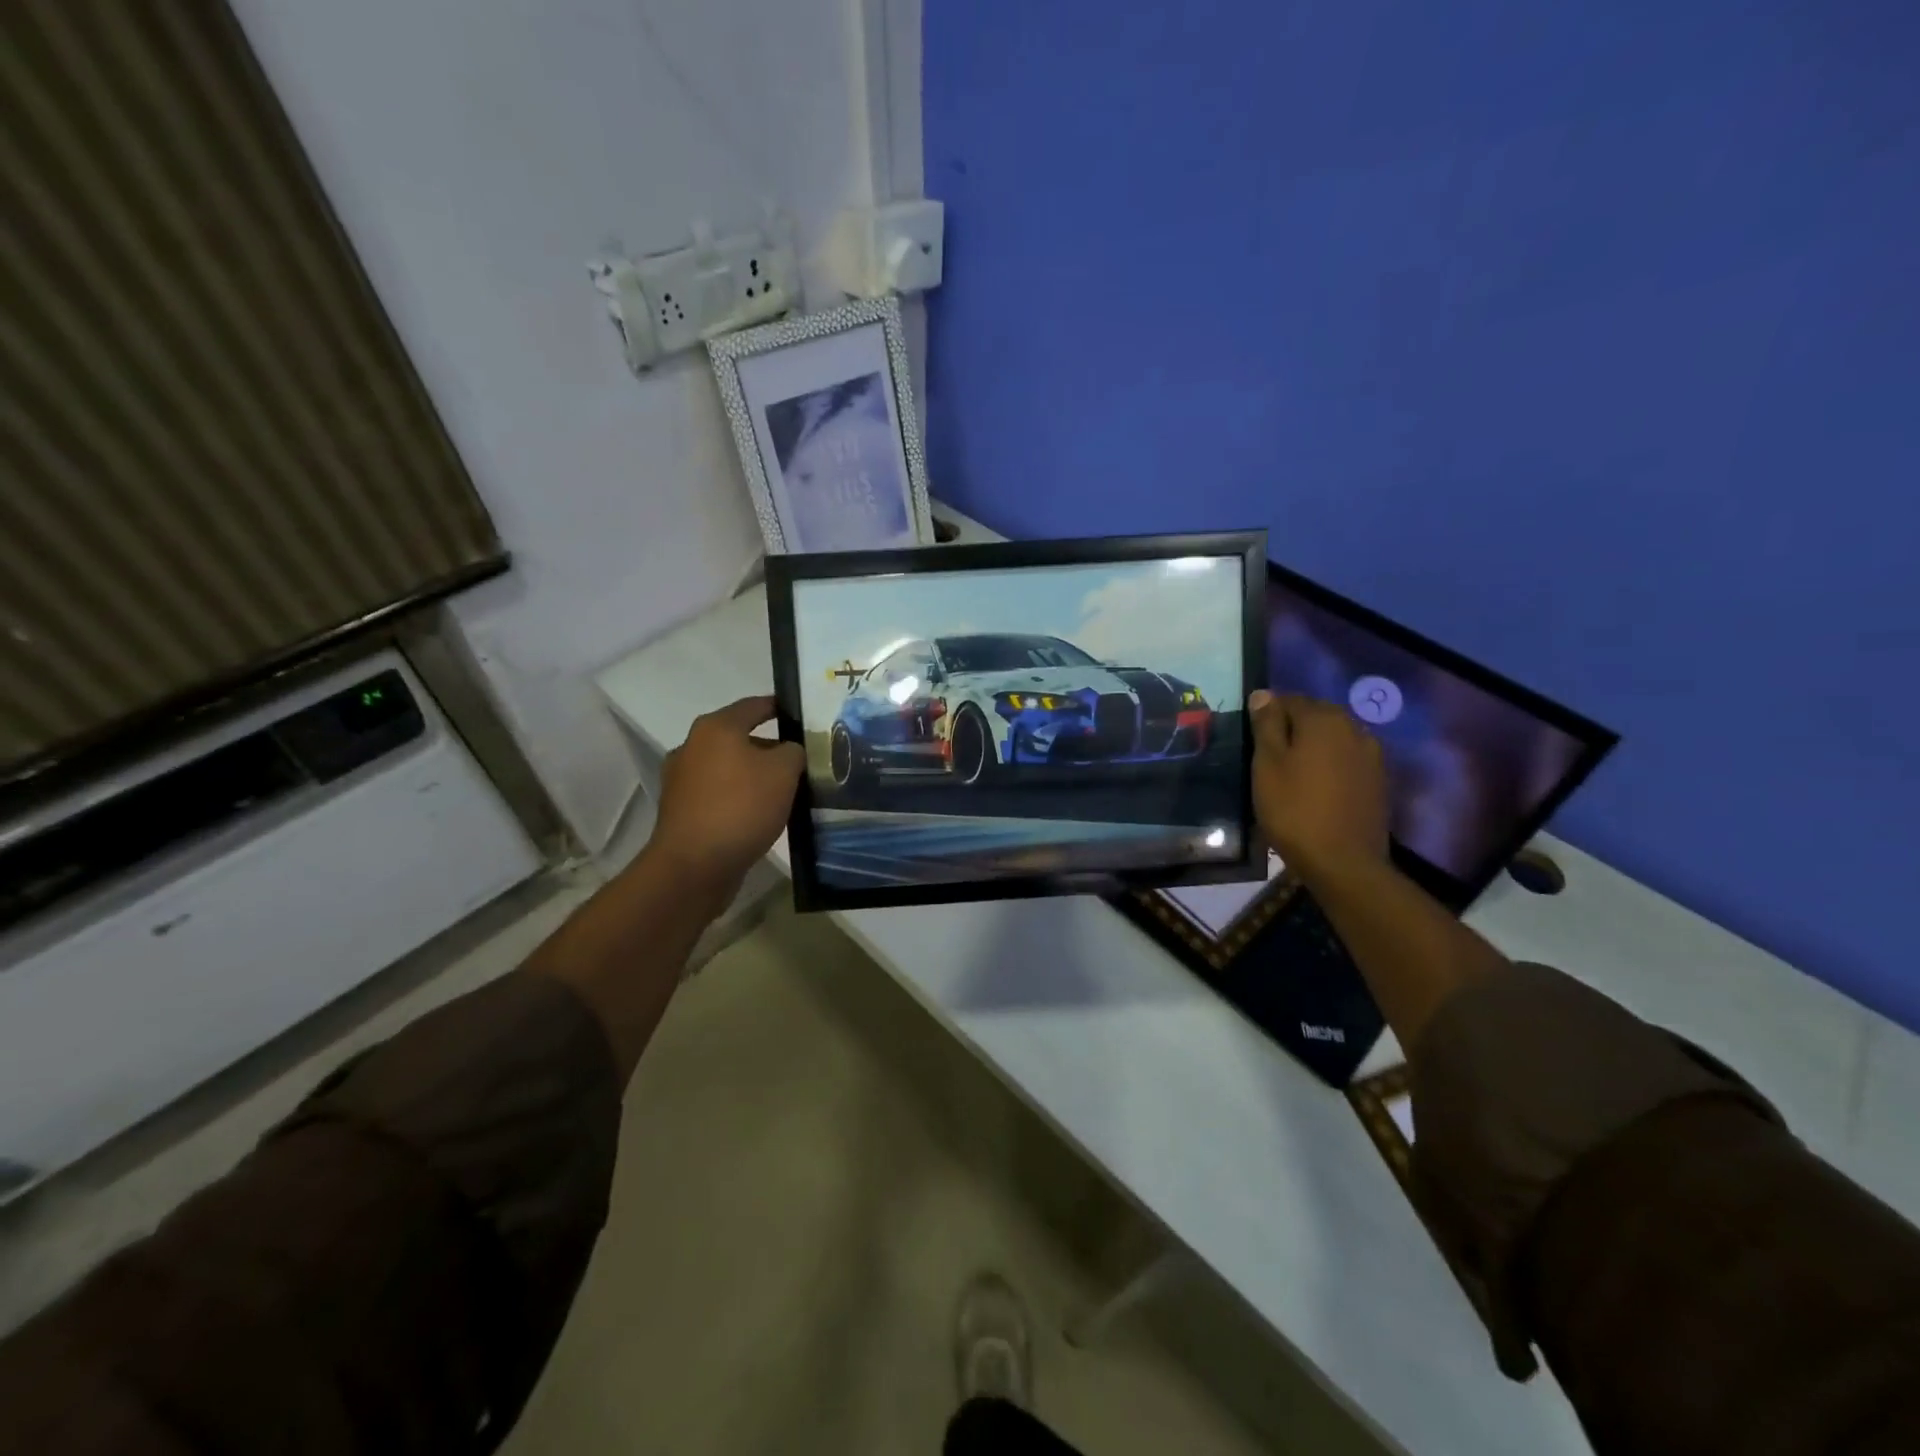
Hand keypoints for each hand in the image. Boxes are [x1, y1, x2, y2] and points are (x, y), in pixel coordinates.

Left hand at [650, 696, 803, 897]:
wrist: (694, 865)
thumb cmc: (741, 807)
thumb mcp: (784, 772)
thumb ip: (794, 751)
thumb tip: (789, 751)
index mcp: (716, 728)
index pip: (755, 705)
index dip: (780, 707)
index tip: (803, 715)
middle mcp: (693, 746)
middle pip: (740, 738)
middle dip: (771, 748)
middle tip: (802, 761)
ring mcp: (682, 779)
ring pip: (730, 768)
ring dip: (755, 775)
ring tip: (785, 791)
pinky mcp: (682, 810)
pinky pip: (719, 793)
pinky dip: (739, 797)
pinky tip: (761, 814)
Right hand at [1247, 689, 1389, 879]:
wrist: (1343, 862)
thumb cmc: (1294, 809)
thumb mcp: (1267, 764)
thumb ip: (1266, 725)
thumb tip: (1263, 694)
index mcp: (1323, 719)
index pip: (1289, 700)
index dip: (1267, 716)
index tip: (1253, 741)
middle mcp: (1353, 727)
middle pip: (1315, 716)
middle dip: (1292, 729)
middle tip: (1269, 758)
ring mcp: (1371, 754)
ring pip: (1333, 739)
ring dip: (1313, 748)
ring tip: (1293, 774)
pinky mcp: (1378, 780)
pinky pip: (1347, 760)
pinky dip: (1330, 766)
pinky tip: (1317, 788)